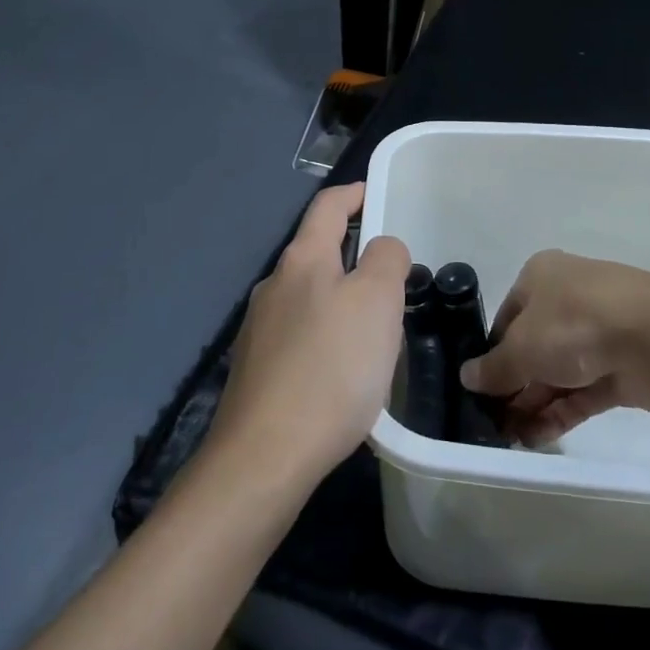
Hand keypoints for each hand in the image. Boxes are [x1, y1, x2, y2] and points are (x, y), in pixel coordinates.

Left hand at [206, 183, 411, 486]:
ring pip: (309, 297)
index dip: (354, 193)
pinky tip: (343, 371)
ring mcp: (259, 329)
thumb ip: (386, 260)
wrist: (266, 456)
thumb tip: (381, 249)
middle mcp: (274, 285)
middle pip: (317, 253)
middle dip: (354, 256)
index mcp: (302, 260)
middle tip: (393, 278)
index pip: (327, 206)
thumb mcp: (378, 302)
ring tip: (374, 330)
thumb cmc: (331, 368)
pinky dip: (326, 337)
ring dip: (341, 300)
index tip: (375, 194)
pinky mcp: (256, 368)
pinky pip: (300, 335)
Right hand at [461, 250, 649, 445]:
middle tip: (488, 423)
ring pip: (555, 374)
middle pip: (530, 348)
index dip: (490, 354)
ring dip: (531, 406)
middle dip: (511, 386)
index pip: (506, 318)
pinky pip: (579, 394)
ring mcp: (595, 337)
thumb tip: (467, 377)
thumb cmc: (576, 323)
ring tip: (506, 441)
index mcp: (540, 278)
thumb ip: (495, 367)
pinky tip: (534, 440)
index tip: (476, 389)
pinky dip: (558, 414)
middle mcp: (566, 301)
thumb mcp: (522, 345)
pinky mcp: (617, 370)